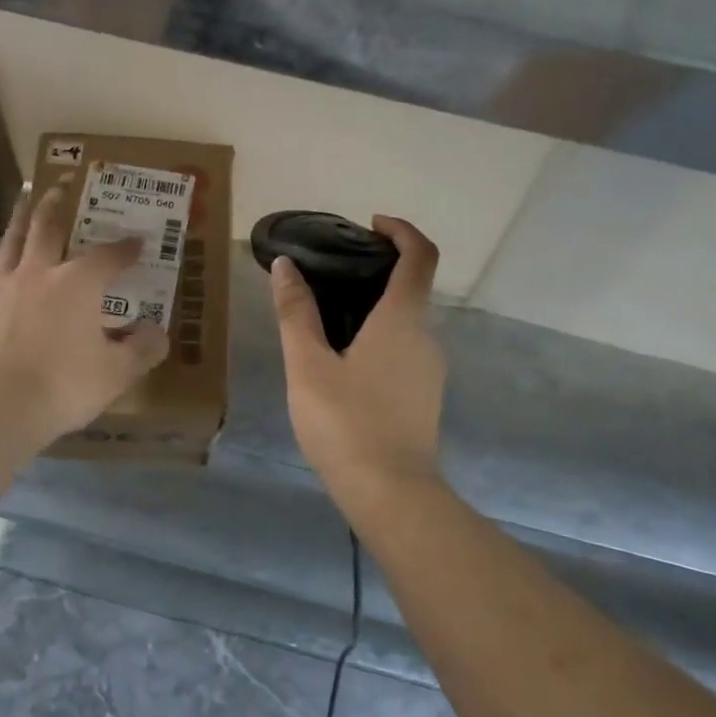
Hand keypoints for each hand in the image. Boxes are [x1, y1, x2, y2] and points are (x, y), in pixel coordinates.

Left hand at [0, 184, 169, 444]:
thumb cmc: (65, 385)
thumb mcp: (118, 372)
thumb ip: (143, 349)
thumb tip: (159, 332)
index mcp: (78, 282)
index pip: (108, 256)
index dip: (126, 248)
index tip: (138, 242)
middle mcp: (39, 272)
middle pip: (48, 226)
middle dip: (58, 203)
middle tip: (63, 184)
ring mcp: (4, 286)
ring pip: (12, 239)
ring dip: (21, 216)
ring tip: (26, 200)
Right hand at [270, 216, 445, 498]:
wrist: (389, 492)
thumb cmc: (345, 422)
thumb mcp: (308, 365)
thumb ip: (296, 313)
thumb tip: (286, 266)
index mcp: (402, 320)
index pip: (420, 256)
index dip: (402, 230)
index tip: (371, 224)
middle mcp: (425, 337)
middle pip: (413, 287)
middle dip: (379, 270)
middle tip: (332, 273)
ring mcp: (429, 369)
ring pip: (407, 322)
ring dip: (376, 306)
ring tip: (328, 317)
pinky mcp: (424, 396)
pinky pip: (404, 349)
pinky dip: (380, 336)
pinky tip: (343, 361)